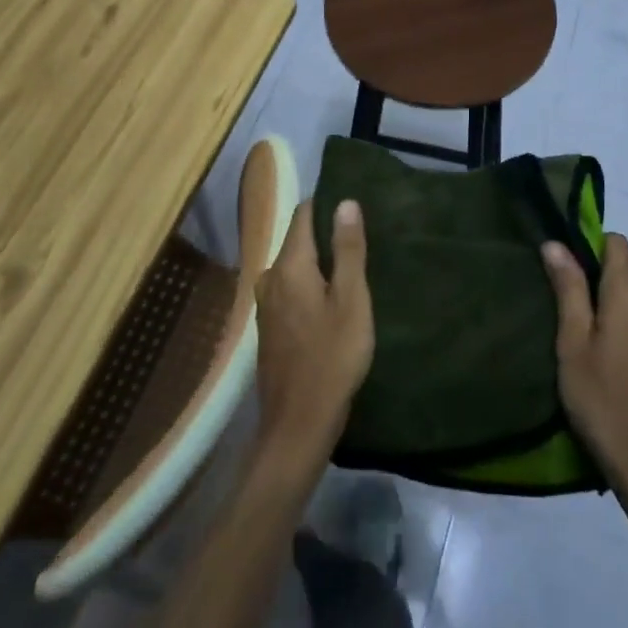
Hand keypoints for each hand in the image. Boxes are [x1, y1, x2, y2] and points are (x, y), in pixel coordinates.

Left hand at [253, 199, 374, 469]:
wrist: (297, 425)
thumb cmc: (332, 358)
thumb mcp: (351, 301)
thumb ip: (348, 250)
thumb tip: (345, 202)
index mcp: (289, 266)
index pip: (304, 215)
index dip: (327, 204)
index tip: (354, 202)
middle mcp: (270, 278)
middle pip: (298, 240)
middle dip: (326, 234)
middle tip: (361, 235)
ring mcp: (266, 304)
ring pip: (295, 267)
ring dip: (320, 262)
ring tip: (351, 264)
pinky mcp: (270, 327)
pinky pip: (291, 289)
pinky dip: (311, 284)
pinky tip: (332, 297)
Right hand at [542, 234, 627, 495]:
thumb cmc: (602, 397)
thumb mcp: (573, 341)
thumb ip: (568, 288)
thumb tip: (556, 244)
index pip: (616, 243)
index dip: (588, 244)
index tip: (562, 265)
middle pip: (621, 271)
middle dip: (590, 279)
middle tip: (557, 307)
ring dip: (602, 306)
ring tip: (572, 336)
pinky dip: (615, 326)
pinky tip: (596, 358)